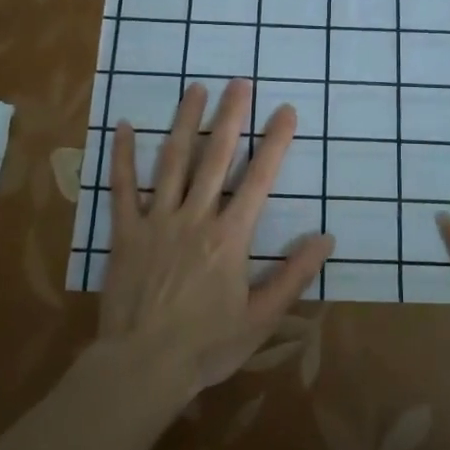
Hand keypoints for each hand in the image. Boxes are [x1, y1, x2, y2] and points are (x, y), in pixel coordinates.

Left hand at [99, 79, 333, 393]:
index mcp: (230, 237)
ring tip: (196, 89)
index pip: (259, 179)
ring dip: (186, 123)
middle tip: (240, 82)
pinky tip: (125, 127)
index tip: (286, 111)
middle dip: (231, 117)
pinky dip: (124, 156)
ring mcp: (156, 221)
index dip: (275, 142)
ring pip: (173, 161)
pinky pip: (123, 188)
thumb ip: (294, 275)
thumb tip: (326, 238)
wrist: (143, 366)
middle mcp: (195, 217)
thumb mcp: (262, 318)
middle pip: (216, 157)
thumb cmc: (207, 345)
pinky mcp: (125, 233)